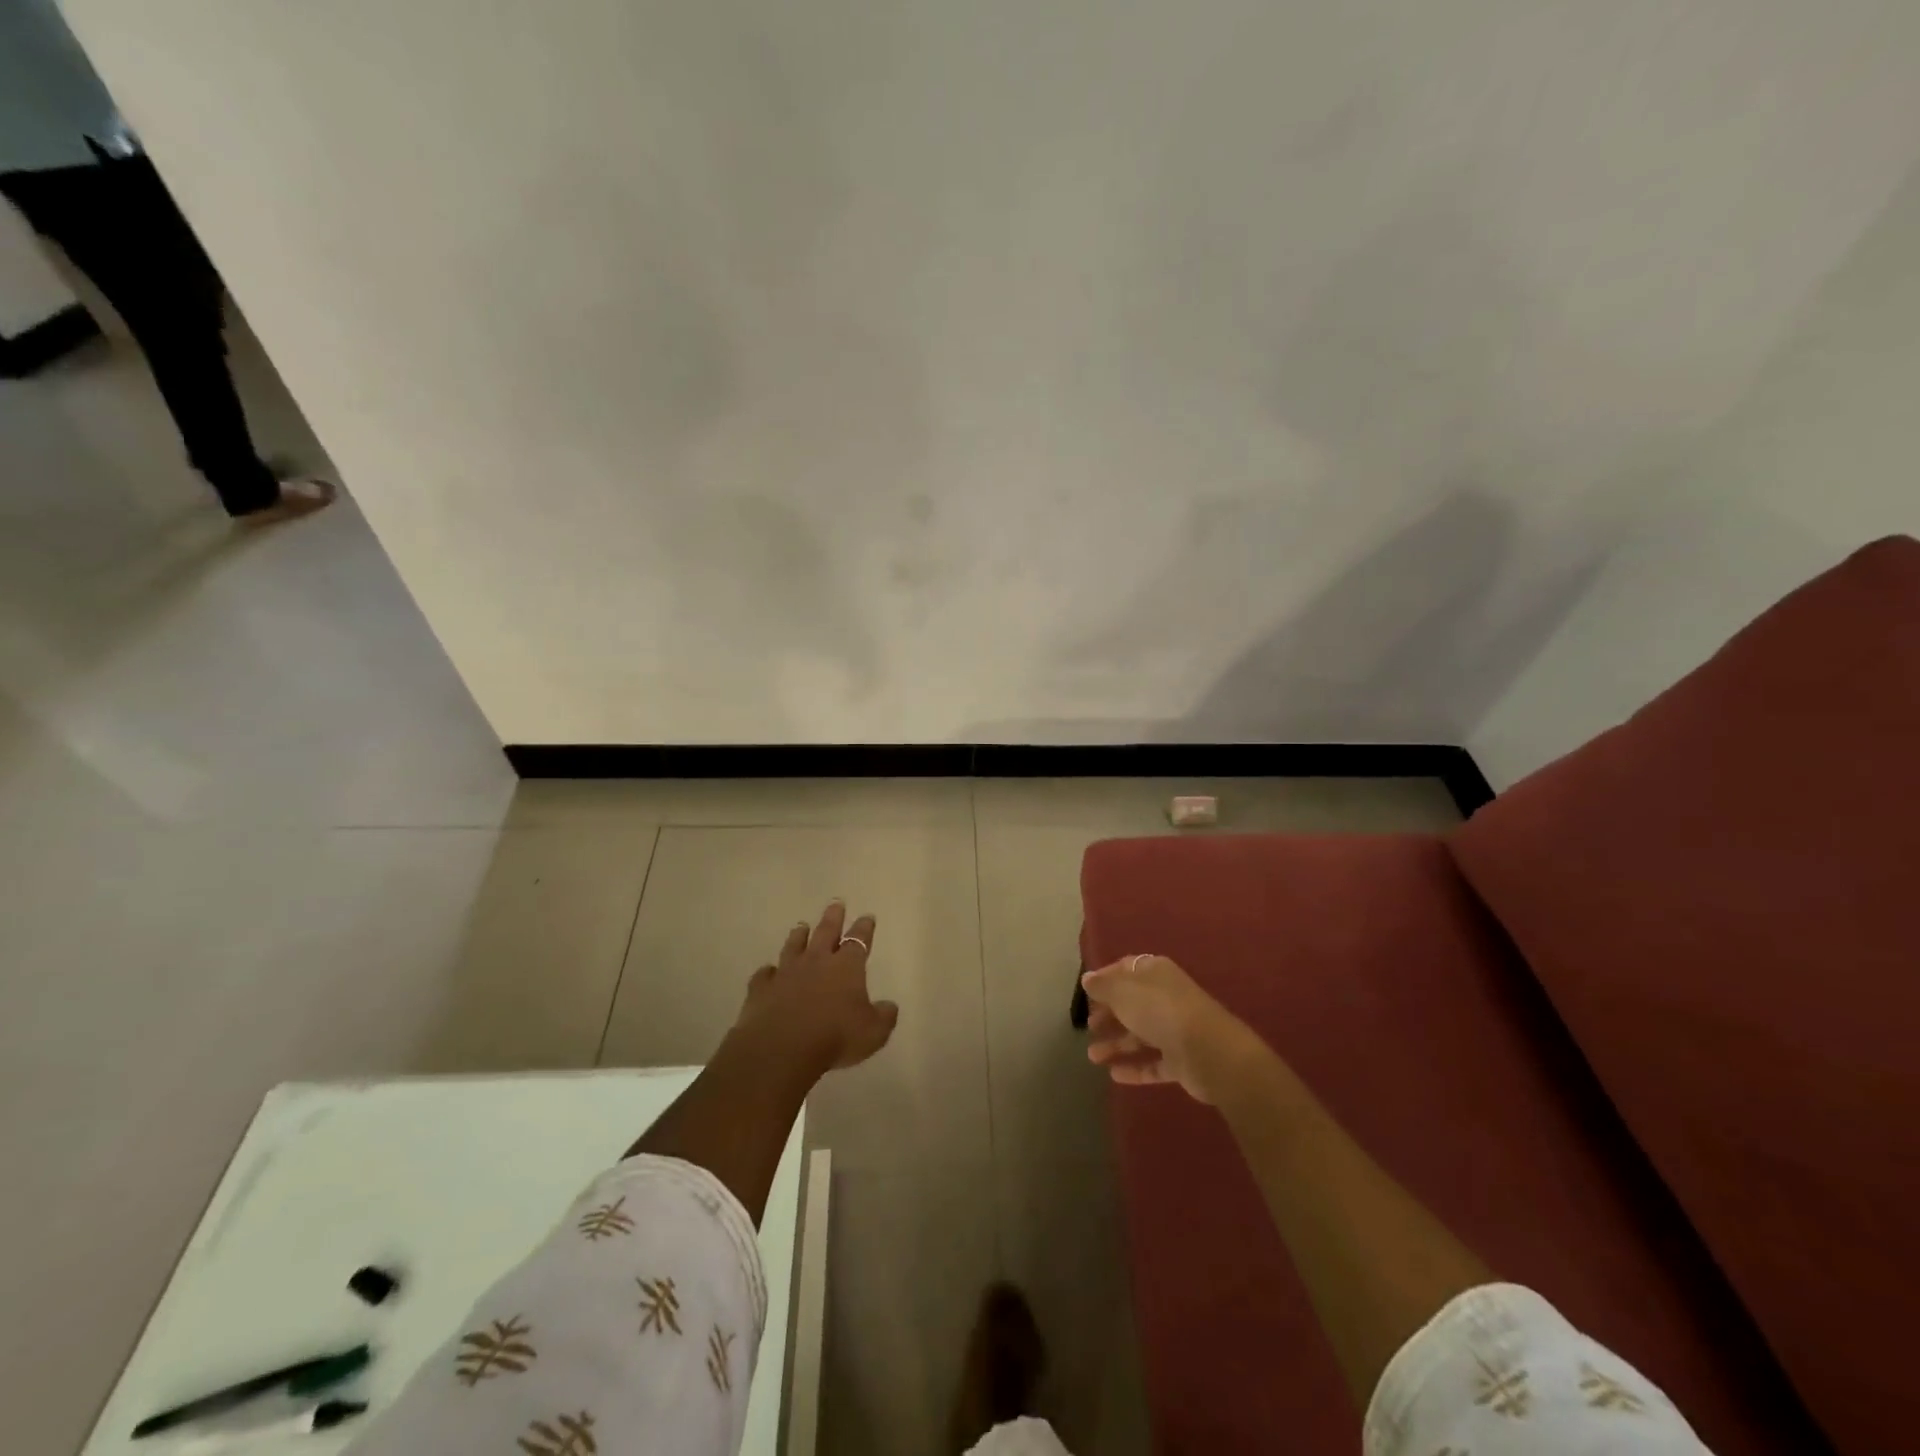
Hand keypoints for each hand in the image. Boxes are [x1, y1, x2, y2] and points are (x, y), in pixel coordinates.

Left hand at [734, 901, 898, 1070]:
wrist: (781, 1049)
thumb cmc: (835, 1038)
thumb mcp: (873, 1033)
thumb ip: (883, 1017)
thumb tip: (889, 1006)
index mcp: (846, 967)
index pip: (858, 941)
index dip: (864, 928)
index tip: (867, 916)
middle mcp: (816, 962)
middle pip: (825, 932)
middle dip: (833, 917)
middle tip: (836, 903)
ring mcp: (786, 973)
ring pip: (794, 946)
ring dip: (799, 936)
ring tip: (801, 926)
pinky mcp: (761, 989)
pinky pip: (765, 974)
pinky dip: (768, 971)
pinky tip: (768, 971)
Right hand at [1081, 954, 1258, 1102]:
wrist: (1208, 1052)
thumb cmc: (1160, 1010)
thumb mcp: (1123, 992)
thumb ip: (1103, 986)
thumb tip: (1088, 979)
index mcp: (1155, 973)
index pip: (1126, 969)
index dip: (1106, 979)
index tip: (1086, 992)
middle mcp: (1166, 998)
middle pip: (1132, 1003)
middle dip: (1109, 1014)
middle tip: (1089, 1026)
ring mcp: (1175, 1030)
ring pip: (1140, 1035)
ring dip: (1116, 1044)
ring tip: (1093, 1057)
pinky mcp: (1181, 1061)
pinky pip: (1153, 1063)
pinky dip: (1135, 1068)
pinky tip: (1114, 1075)